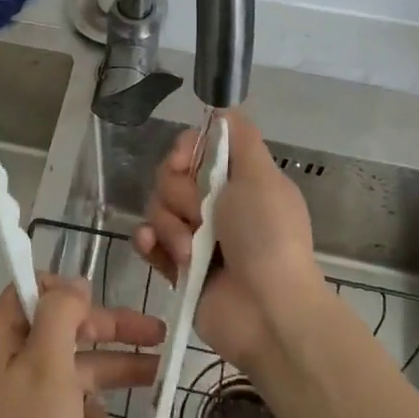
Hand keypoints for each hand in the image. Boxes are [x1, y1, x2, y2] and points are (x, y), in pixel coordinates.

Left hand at [0, 275, 163, 417]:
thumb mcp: (48, 363)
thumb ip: (61, 313)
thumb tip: (73, 285)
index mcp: (1, 337)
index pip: (34, 290)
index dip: (69, 291)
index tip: (100, 299)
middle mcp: (11, 361)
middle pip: (68, 330)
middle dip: (111, 333)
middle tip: (157, 331)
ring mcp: (28, 399)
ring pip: (80, 373)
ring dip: (111, 385)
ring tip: (158, 378)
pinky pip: (77, 414)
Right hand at [132, 110, 323, 369]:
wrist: (268, 311)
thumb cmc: (268, 236)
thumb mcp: (262, 175)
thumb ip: (241, 137)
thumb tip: (223, 107)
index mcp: (237, 180)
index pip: (195, 148)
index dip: (185, 150)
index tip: (185, 161)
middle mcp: (215, 204)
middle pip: (170, 176)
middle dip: (180, 194)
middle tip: (202, 215)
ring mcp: (196, 237)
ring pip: (157, 208)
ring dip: (172, 227)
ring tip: (193, 252)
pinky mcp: (178, 268)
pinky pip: (149, 242)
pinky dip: (149, 242)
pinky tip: (154, 247)